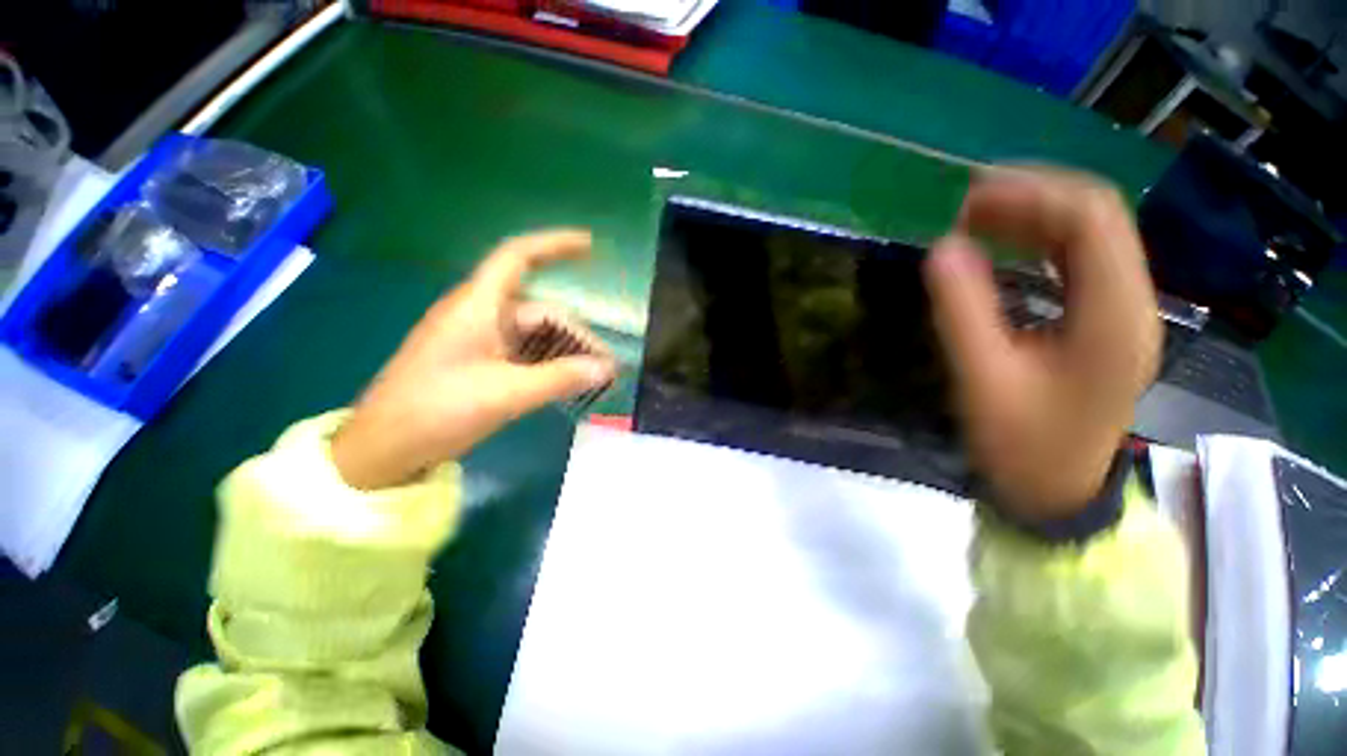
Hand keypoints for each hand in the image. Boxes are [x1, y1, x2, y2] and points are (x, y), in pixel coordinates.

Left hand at [331, 230, 616, 489]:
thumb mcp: (506, 393)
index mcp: (478, 306)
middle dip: (576, 334)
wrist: (383, 449)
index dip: (554, 245)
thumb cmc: (436, 410)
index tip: (591, 246)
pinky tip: (566, 383)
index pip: (519, 256)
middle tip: (606, 367)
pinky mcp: (478, 363)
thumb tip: (607, 368)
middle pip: (540, 310)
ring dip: (565, 352)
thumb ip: (560, 378)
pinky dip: (548, 364)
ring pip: (534, 335)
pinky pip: (524, 354)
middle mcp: (480, 315)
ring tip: (593, 378)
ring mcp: (479, 341)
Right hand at [923, 168, 1159, 520]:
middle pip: (1095, 217)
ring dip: (1031, 216)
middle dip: (1029, 197)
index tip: (966, 197)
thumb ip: (962, 311)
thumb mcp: (984, 379)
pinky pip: (1077, 260)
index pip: (1091, 219)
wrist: (1056, 490)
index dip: (1030, 193)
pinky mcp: (1104, 319)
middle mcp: (1131, 301)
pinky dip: (1035, 242)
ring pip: (1087, 235)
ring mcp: (1122, 309)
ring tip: (974, 217)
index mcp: (1114, 315)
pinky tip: (999, 245)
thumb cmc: (1022, 444)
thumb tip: (940, 249)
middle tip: (963, 203)